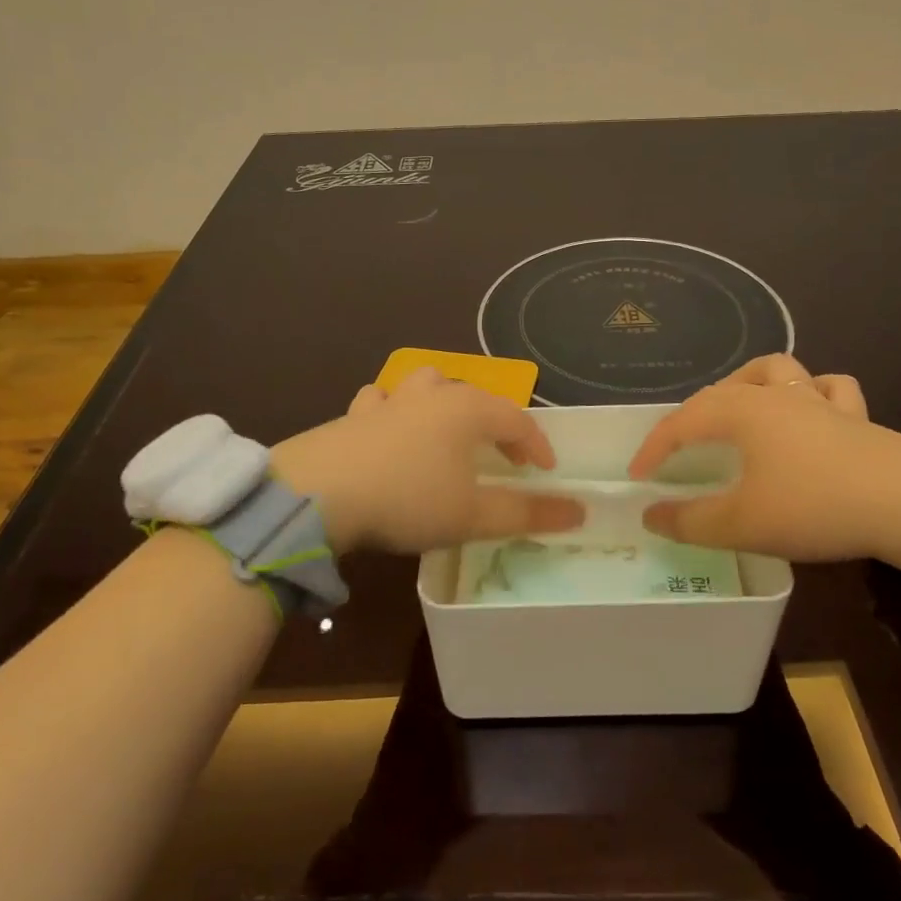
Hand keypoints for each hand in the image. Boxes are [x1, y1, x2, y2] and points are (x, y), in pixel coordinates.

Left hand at [271, 368, 583, 555]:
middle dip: (494, 423)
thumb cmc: (409, 500)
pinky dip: (395, 411)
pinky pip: (384, 401)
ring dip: (444, 404)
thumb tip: (580, 511)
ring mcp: (390, 399)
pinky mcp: (355, 413)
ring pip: (428, 385)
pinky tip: (389, 429)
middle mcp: (433, 393)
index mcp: (468, 410)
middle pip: (475, 396)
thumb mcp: (473, 516)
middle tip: (501, 456)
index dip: (537, 445)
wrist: (319, 493)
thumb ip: (528, 513)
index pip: (517, 420)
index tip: (547, 472)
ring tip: (446, 432)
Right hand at [626, 354, 900, 570]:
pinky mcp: (855, 415)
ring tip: (741, 407)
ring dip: (750, 383)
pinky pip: (827, 389)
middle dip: (693, 416)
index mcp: (740, 411)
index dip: (654, 448)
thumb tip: (650, 515)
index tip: (639, 477)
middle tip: (683, 449)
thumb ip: (690, 521)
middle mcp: (773, 394)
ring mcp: (817, 400)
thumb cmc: (813, 506)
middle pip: (721, 391)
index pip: (681, 422)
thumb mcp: (741, 523)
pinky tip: (810, 411)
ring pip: (775, 370)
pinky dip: (812, 394)